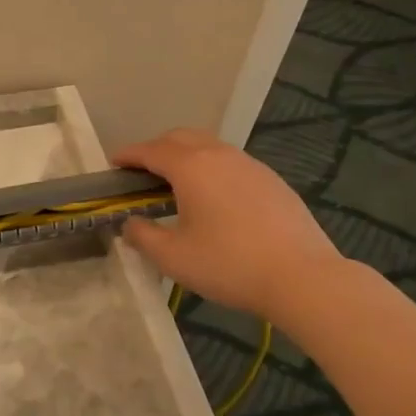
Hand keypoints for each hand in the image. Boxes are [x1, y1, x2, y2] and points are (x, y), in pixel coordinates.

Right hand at [114, 128, 345, 319]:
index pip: (150, 150)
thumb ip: (143, 237)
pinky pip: (230, 162)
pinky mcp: (271, 179)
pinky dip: (211, 168)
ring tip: (176, 183)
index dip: (128, 155)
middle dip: (156, 149)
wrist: (302, 277)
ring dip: (186, 155)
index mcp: (191, 167)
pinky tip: (214, 197)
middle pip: (180, 138)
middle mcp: (219, 155)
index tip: (113, 163)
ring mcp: (249, 164)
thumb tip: (131, 224)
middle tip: (142, 172)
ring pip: (208, 146)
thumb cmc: (230, 265)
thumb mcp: (174, 257)